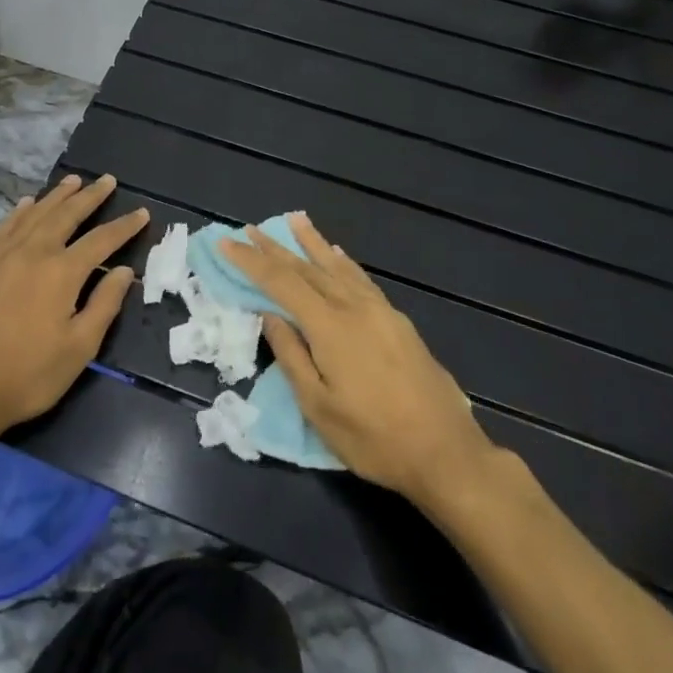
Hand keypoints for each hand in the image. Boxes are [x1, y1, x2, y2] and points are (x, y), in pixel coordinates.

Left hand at [0, 174, 148, 442]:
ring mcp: (5, 256)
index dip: (124, 226)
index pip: (101, 240)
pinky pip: (7, 226)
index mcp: (62, 273)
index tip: (142, 212)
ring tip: (75, 180)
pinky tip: (28, 203)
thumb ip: (104, 304)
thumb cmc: (30, 374)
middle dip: (90, 196)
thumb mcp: (79, 348)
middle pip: (67, 215)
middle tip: (108, 180)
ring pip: (36, 214)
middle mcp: (34, 253)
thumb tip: (123, 270)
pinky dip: (21, 211)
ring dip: (58, 195)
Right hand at [221, 214, 492, 504]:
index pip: (280, 283)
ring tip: (294, 219)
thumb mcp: (319, 407)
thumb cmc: (373, 438)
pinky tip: (337, 254)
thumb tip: (270, 315)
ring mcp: (380, 311)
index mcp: (329, 327)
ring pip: (337, 266)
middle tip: (250, 228)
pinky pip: (361, 279)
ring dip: (311, 242)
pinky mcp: (397, 321)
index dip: (251, 262)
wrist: (446, 453)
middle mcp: (353, 307)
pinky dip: (343, 262)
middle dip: (275, 248)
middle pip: (307, 268)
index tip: (226, 243)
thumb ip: (291, 356)